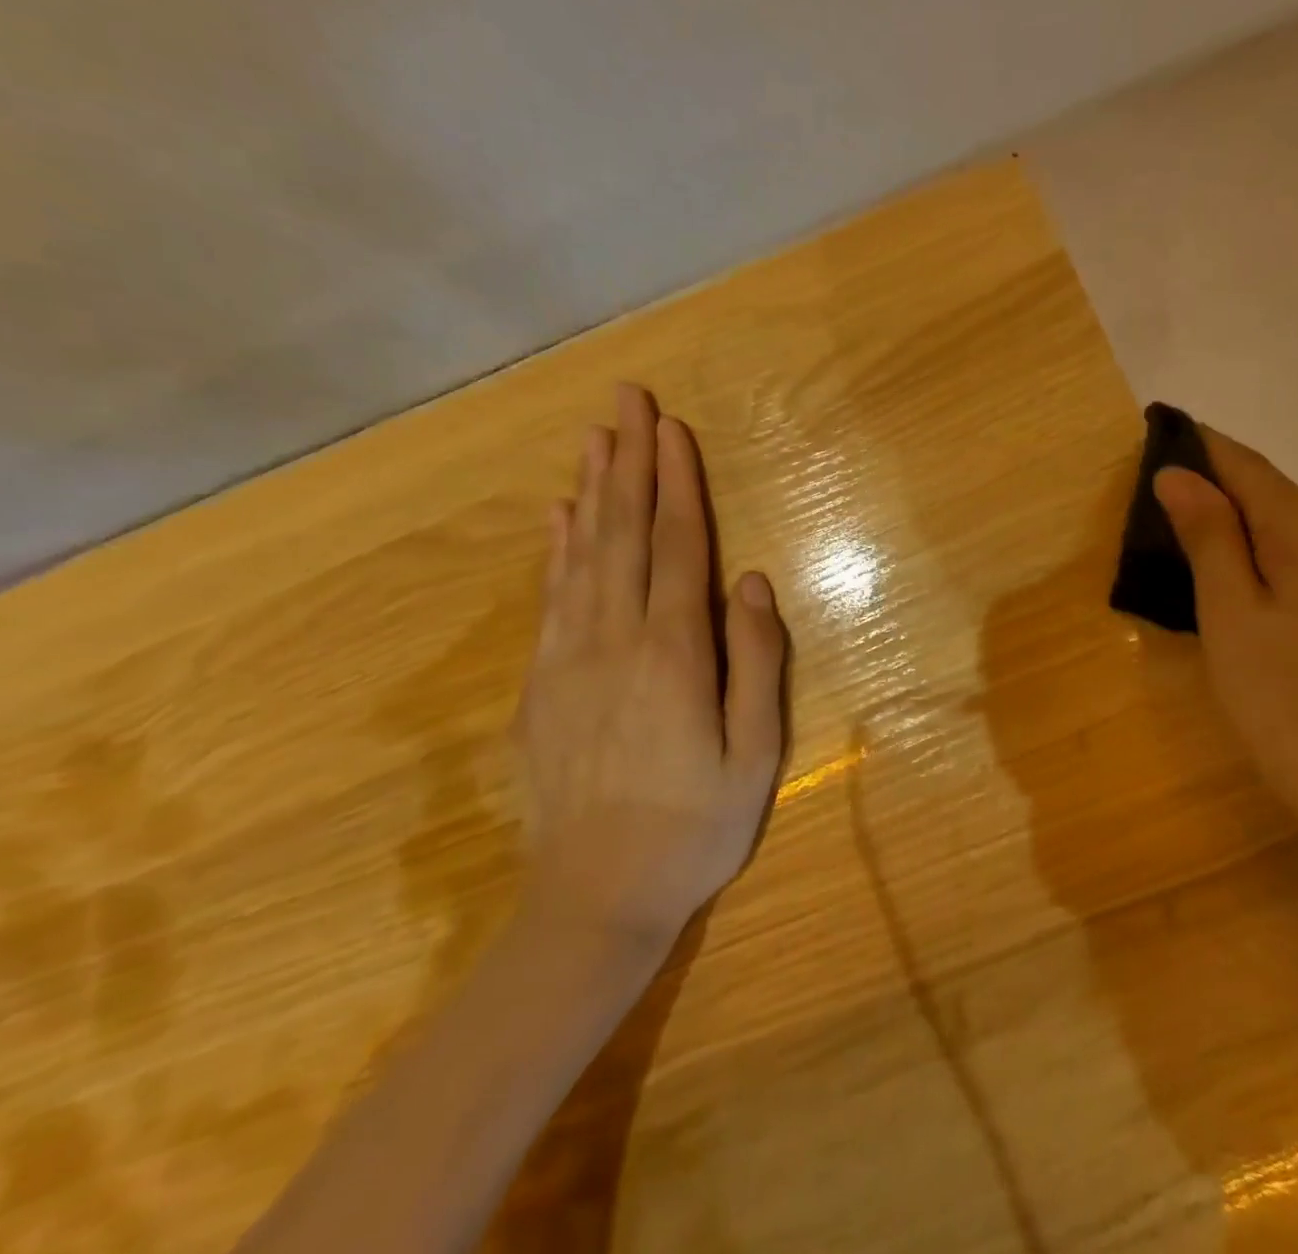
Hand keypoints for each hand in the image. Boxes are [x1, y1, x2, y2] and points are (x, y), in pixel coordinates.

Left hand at [511, 383, 787, 948]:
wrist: (595, 897)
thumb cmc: (694, 827)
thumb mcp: (755, 755)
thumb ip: (756, 664)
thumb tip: (754, 583)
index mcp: (674, 653)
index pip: (678, 546)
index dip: (677, 483)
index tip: (673, 429)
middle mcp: (616, 639)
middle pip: (624, 533)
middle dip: (629, 461)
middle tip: (628, 400)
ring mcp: (569, 659)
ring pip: (581, 555)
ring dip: (591, 491)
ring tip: (595, 439)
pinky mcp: (541, 684)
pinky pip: (551, 598)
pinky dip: (556, 549)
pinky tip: (559, 517)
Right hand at [1154, 426, 1297, 889]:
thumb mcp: (1233, 619)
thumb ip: (1209, 538)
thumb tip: (1179, 472)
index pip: (1242, 462)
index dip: (1193, 447)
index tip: (1145, 440)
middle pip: (1267, 492)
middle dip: (1209, 489)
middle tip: (1145, 509)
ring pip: (1286, 531)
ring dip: (1233, 529)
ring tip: (1178, 547)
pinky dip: (1261, 563)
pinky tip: (1236, 591)